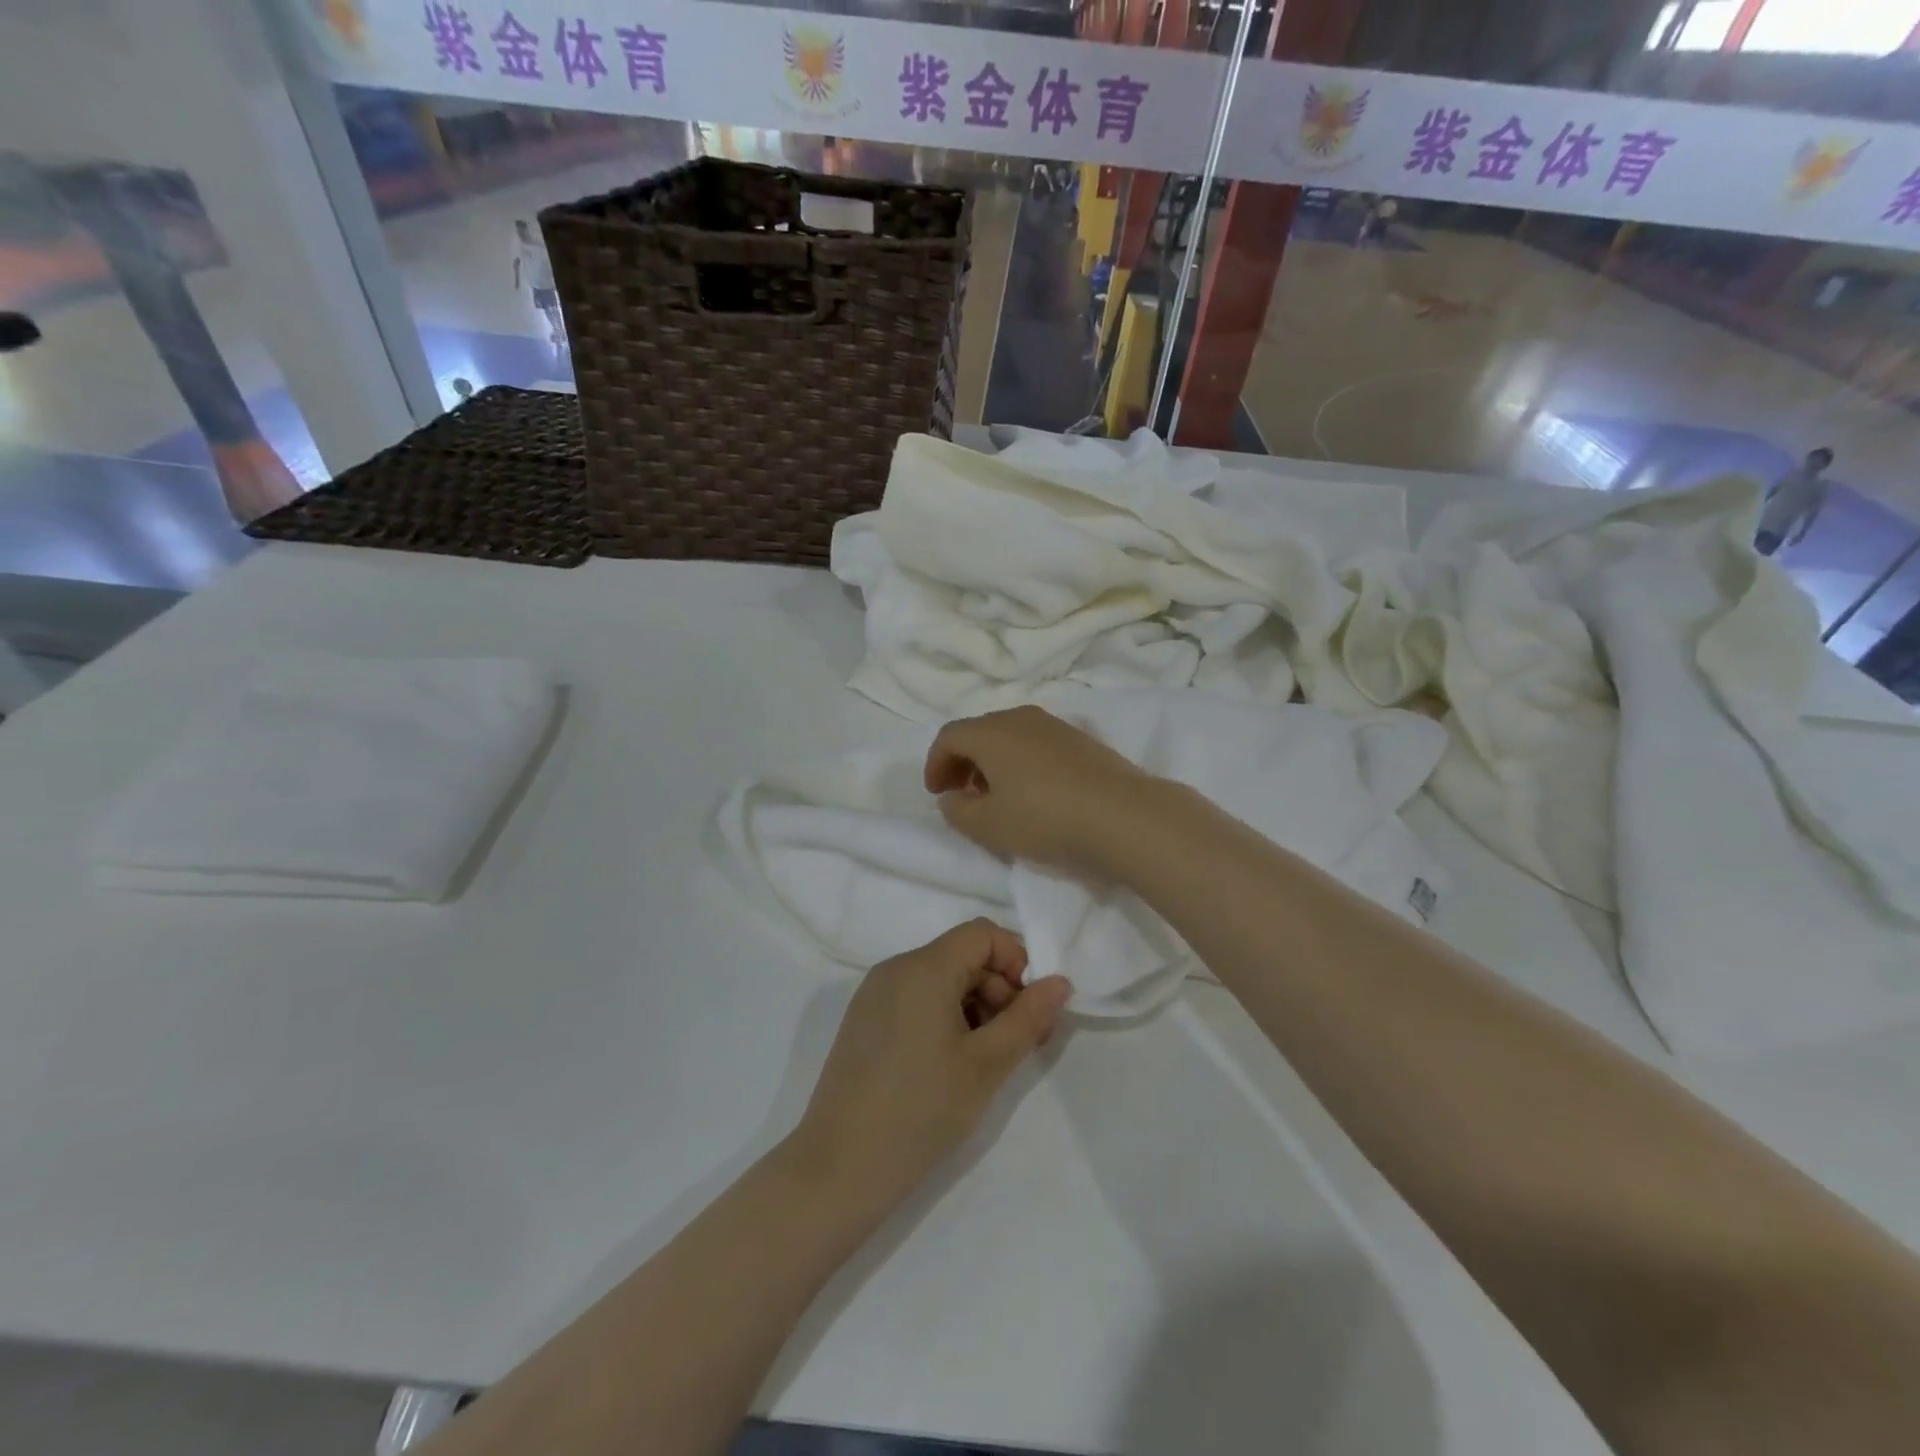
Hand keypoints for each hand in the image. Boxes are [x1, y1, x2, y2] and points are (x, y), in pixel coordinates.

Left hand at [791, 920, 1070, 1211]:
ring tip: (986, 1062)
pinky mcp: (865, 1021)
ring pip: (941, 980)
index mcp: (923, 967)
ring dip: (975, 1007)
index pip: (982, 934)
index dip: (1016, 962)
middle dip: (1000, 990)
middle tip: (1019, 1045)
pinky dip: (945, 1018)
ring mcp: (875, 994)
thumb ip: (1028, 1018)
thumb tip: (1059, 982)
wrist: (840, 1168)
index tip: (1029, 1012)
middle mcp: (895, 969)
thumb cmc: (921, 1111)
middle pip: (962, 956)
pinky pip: (916, 999)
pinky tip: (951, 1065)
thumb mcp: (987, 1065)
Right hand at [925, 705, 1148, 872]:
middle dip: (963, 761)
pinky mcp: (1081, 740)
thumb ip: (957, 810)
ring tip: (997, 795)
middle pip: (979, 731)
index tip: (937, 794)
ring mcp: (1055, 726)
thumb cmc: (1045, 819)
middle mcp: (1021, 718)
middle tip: (962, 794)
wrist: (1123, 816)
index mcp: (991, 733)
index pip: (949, 736)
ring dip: (993, 761)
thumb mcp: (988, 826)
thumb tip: (952, 796)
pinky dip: (1021, 761)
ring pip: (1010, 735)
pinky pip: (1036, 743)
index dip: (935, 764)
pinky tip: (1033, 792)